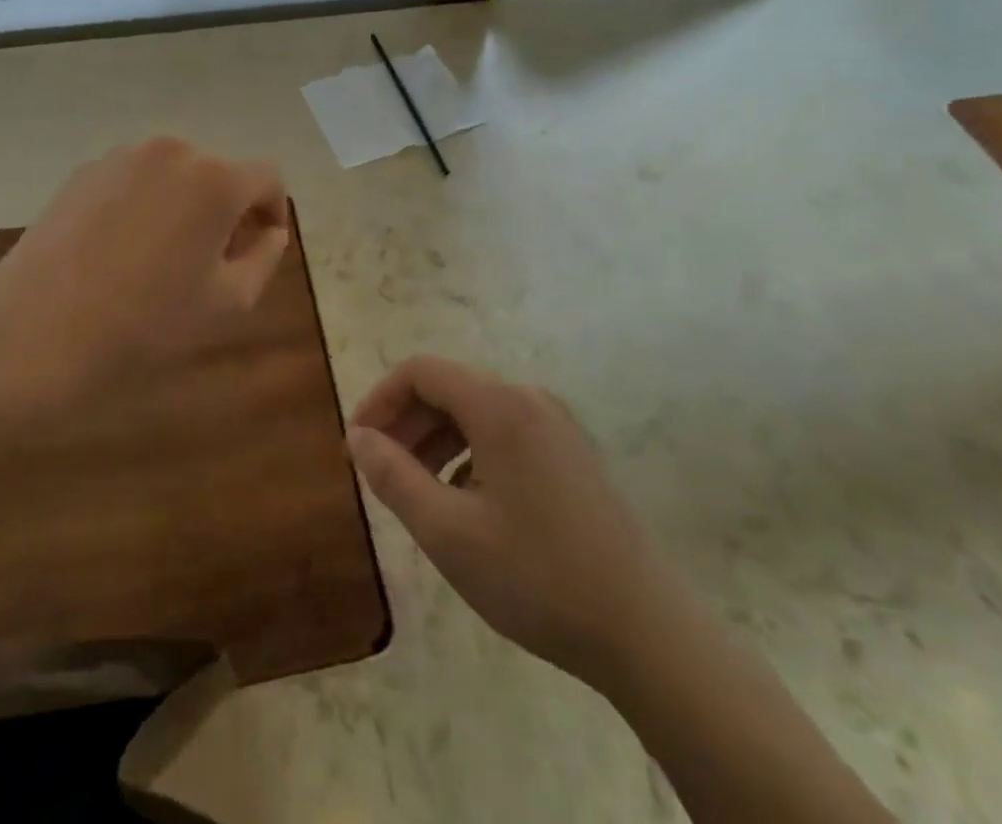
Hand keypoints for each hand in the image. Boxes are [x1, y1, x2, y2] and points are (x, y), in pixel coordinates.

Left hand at [0, 138, 290, 425]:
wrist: (35, 331)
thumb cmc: (146, 323)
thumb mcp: (229, 303)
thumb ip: (265, 257)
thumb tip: (268, 231)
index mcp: (216, 178)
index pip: (268, 177)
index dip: (272, 211)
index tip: (259, 248)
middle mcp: (173, 151)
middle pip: (220, 172)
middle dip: (227, 209)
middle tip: (212, 261)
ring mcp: (123, 157)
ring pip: (175, 174)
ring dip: (184, 204)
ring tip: (162, 257)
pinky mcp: (83, 171)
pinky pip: (135, 179)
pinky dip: (144, 203)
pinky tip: (120, 250)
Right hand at [348, 356, 682, 693]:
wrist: (645, 630)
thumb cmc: (537, 577)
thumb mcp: (448, 533)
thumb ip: (393, 477)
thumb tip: (358, 437)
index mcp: (498, 406)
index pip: (420, 372)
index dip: (380, 399)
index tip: (357, 443)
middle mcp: (528, 400)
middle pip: (449, 389)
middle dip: (405, 423)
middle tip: (379, 472)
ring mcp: (556, 425)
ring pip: (476, 413)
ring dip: (435, 441)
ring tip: (415, 491)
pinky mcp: (571, 453)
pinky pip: (504, 433)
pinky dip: (470, 453)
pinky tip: (465, 502)